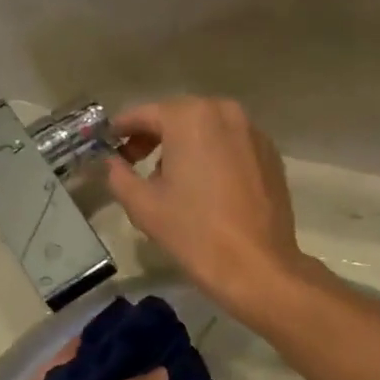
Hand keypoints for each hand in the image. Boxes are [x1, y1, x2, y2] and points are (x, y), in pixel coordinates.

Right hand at [105, 99, 308, 319]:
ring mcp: (253, 133)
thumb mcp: (143, 205)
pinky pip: (231, 146)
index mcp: (190, 117)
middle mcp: (225, 113)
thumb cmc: (194, 233)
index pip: (145, 114)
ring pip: (208, 130)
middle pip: (179, 117)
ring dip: (185, 147)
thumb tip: (111, 162)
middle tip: (134, 161)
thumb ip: (118, 175)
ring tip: (170, 180)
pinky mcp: (271, 155)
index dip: (122, 128)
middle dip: (155, 136)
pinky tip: (205, 187)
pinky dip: (213, 156)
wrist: (256, 266)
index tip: (108, 142)